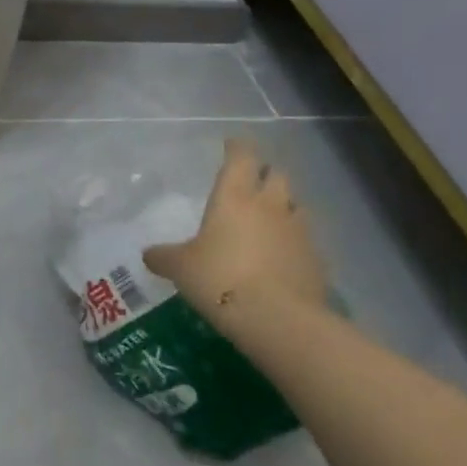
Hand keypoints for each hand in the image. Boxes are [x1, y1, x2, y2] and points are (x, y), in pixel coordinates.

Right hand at [143, 140, 327, 315]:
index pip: (241, 157)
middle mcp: (270, 206)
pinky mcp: (317, 260)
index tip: (232, 145)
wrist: (279, 321)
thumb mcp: (181, 269)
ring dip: (285, 206)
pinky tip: (284, 256)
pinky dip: (296, 242)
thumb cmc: (220, 280)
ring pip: (296, 205)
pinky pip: (307, 241)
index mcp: (235, 197)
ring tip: (272, 218)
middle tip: (253, 182)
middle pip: (277, 175)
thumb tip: (148, 255)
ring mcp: (299, 232)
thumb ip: (164, 257)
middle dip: (266, 174)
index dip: (237, 147)